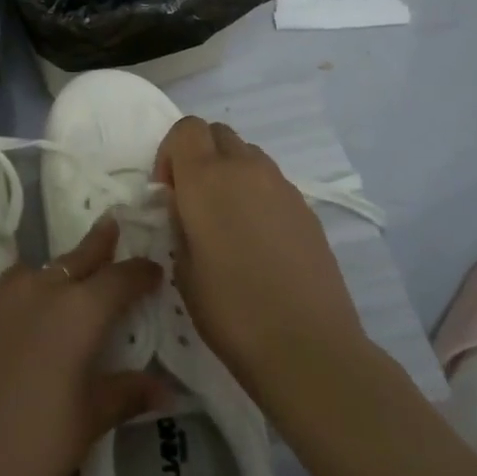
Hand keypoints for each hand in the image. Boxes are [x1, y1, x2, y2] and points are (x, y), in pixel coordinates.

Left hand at [0, 219, 164, 475]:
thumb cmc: (31, 449)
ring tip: (70, 277)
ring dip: (58, 270)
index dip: (140, 273)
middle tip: (113, 225)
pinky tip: (24, 315)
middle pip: (76, 258)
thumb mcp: (87, 422)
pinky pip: (6, 290)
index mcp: (77, 311)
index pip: (119, 279)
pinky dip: (25, 293)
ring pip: (37, 270)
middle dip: (99, 245)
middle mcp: (38, 290)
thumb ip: (125, 394)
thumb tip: (165, 390)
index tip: (154, 270)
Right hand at [156, 117, 374, 407]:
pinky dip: (257, 194)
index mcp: (206, 178)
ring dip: (230, 172)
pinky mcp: (307, 209)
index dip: (171, 152)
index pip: (186, 128)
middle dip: (200, 155)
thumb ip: (179, 222)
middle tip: (194, 200)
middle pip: (218, 133)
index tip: (169, 190)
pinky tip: (258, 240)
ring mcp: (282, 186)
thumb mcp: (182, 267)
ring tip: (228, 219)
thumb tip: (184, 206)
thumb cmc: (231, 310)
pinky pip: (272, 183)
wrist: (307, 347)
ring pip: (248, 155)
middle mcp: (245, 169)